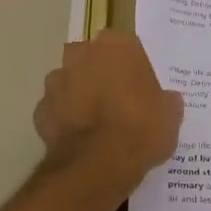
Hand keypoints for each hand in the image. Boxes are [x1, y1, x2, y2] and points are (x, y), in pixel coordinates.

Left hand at [34, 30, 183, 194]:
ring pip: (70, 82)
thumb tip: (166, 100)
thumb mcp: (170, 115)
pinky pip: (56, 110)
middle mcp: (82, 55)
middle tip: (120, 101)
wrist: (100, 164)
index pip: (128, 48)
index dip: (135, 69)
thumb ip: (166, 101)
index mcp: (117, 46)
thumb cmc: (142, 129)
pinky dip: (65, 120)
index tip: (142, 88)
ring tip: (98, 123)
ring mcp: (56, 82)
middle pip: (92, 59)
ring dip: (80, 95)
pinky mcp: (40, 111)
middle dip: (101, 74)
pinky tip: (81, 139)